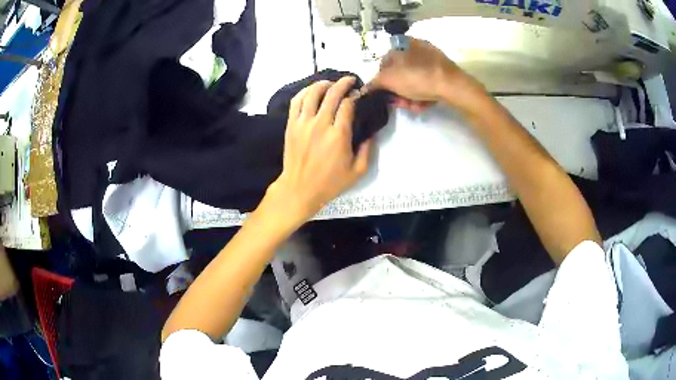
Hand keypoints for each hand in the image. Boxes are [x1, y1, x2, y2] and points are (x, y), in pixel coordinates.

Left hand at [260, 77, 371, 225]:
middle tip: (350, 80)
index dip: (355, 95)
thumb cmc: (329, 183)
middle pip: (332, 94)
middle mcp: (320, 124)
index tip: (360, 94)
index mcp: (339, 135)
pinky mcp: (291, 125)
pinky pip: (296, 101)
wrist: (299, 189)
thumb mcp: (357, 171)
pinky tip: (311, 90)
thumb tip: (371, 133)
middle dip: (343, 83)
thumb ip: (368, 150)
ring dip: (323, 84)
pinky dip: (304, 91)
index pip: (348, 105)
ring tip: (331, 83)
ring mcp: (303, 123)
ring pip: (312, 93)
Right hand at [371, 38, 487, 114]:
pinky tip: (424, 105)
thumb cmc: (417, 77)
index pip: (384, 63)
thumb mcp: (389, 80)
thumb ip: (374, 83)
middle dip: (398, 92)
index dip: (382, 81)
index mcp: (402, 44)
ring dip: (409, 97)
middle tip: (400, 104)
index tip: (385, 95)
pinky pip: (427, 84)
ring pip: (414, 81)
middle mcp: (416, 48)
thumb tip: (365, 88)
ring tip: (414, 107)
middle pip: (400, 74)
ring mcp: (432, 60)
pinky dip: (423, 95)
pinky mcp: (443, 72)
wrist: (453, 86)